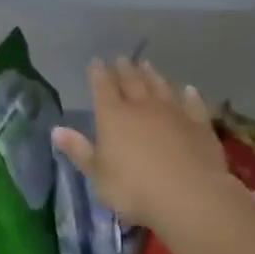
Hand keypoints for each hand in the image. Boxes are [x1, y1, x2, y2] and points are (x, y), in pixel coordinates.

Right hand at [51, 58, 230, 230]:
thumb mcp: (97, 175)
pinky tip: (188, 89)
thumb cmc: (134, 189)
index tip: (96, 61)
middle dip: (124, 69)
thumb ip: (79, 150)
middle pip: (132, 82)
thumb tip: (56, 130)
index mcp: (113, 116)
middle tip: (121, 58)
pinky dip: (189, 95)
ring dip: (153, 75)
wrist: (189, 195)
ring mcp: (173, 113)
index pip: (103, 87)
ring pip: (161, 87)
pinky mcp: (199, 125)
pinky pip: (193, 104)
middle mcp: (142, 107)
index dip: (98, 74)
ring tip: (147, 64)